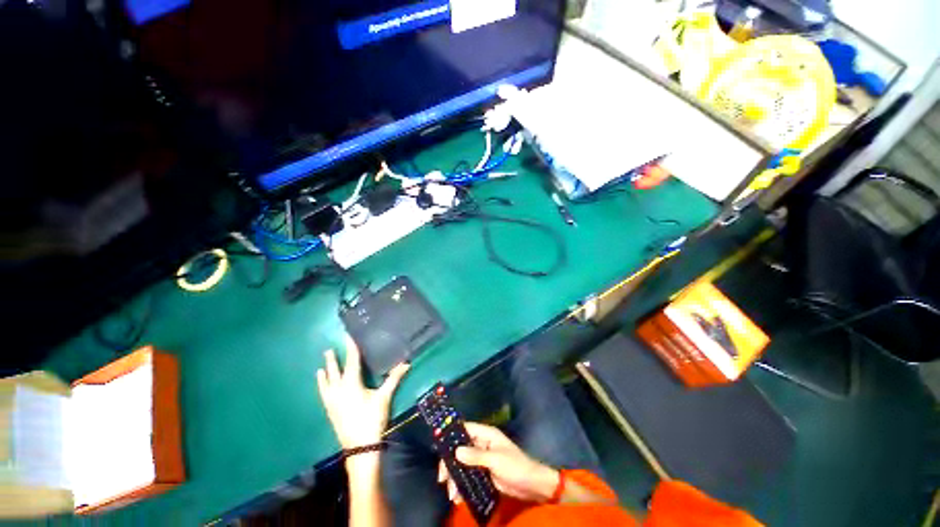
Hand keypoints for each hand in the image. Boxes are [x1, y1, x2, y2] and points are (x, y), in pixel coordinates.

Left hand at [316, 337, 409, 449]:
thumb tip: (406, 363)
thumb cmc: (372, 419)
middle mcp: (338, 390)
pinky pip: (324, 395)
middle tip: (329, 349)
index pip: (351, 361)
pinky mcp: (330, 411)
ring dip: (325, 374)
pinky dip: (322, 387)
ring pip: (326, 384)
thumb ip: (394, 379)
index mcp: (351, 384)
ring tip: (321, 367)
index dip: (350, 348)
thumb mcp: (384, 397)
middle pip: (334, 371)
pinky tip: (323, 387)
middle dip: (333, 360)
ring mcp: (332, 402)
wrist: (360, 447)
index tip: (348, 337)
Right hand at [438, 422, 558, 503]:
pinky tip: (459, 497)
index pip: (466, 429)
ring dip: (456, 478)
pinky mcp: (485, 472)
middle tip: (443, 479)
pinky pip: (470, 476)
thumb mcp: (495, 460)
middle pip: (461, 448)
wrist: (532, 485)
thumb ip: (476, 456)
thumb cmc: (515, 466)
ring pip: (464, 464)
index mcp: (487, 435)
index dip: (452, 436)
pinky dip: (463, 485)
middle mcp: (483, 444)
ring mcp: (483, 459)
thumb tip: (456, 451)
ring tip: (453, 495)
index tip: (439, 449)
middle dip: (451, 464)